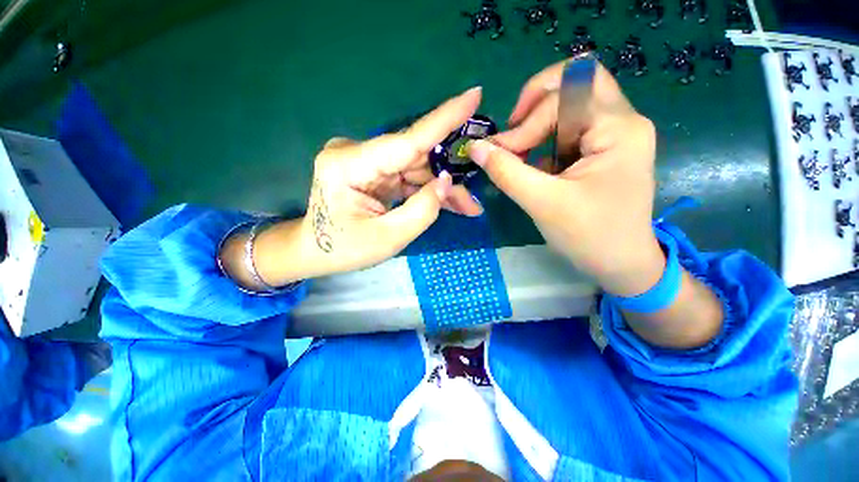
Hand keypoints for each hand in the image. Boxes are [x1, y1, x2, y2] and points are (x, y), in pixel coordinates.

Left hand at [222, 87, 484, 287]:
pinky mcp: (373, 170)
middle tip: (473, 201)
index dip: (443, 120)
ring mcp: (365, 160)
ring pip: (417, 168)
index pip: (406, 140)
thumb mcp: (387, 238)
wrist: (314, 250)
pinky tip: (448, 202)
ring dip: (441, 187)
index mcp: (350, 165)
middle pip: (416, 158)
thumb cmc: (344, 249)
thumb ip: (422, 210)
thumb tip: (447, 181)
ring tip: (466, 207)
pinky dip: (428, 190)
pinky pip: (408, 176)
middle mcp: (357, 153)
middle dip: (448, 178)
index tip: (474, 95)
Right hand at [467, 60, 663, 295]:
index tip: (502, 153)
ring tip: (519, 152)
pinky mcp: (604, 148)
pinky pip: (570, 127)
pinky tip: (534, 163)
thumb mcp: (542, 203)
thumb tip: (475, 147)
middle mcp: (623, 120)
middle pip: (575, 82)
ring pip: (571, 103)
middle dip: (536, 102)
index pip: (565, 95)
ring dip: (538, 123)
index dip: (526, 122)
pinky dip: (545, 139)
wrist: (621, 263)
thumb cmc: (589, 236)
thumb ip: (506, 171)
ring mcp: (615, 133)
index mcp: (618, 128)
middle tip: (513, 131)